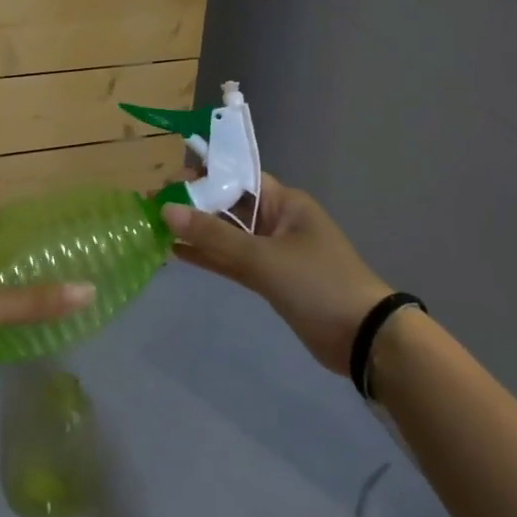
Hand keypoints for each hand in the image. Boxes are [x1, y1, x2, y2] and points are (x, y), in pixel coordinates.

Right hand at [163, 175, 390, 376]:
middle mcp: (278, 221)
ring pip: (228, 235)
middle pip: (229, 206)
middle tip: (152, 206)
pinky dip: (209, 257)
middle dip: (193, 205)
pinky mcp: (271, 279)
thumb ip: (214, 236)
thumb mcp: (263, 257)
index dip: (202, 177)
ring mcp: (274, 251)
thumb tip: (166, 210)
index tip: (166, 183)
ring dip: (197, 233)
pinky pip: (233, 261)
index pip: (237, 178)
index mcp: (284, 202)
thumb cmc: (317, 284)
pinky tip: (176, 253)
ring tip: (155, 227)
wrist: (364, 339)